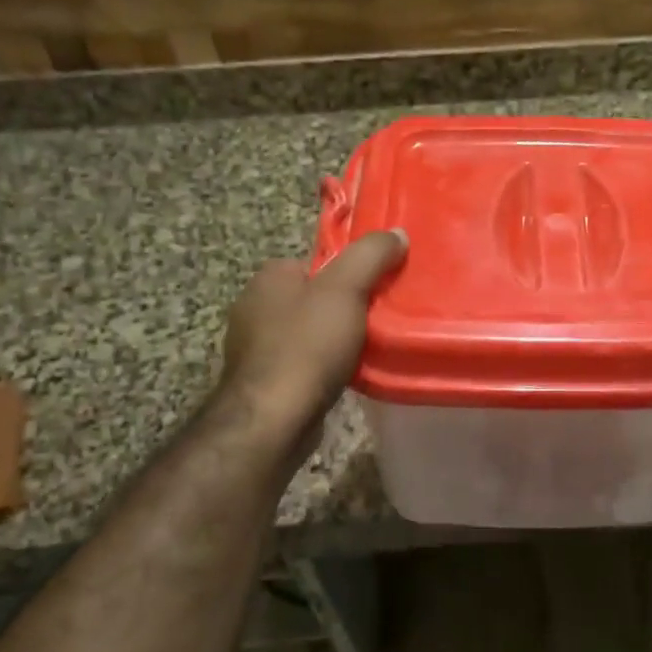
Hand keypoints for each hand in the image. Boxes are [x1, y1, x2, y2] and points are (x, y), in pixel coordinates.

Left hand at [219, 229, 406, 436]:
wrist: (273, 418)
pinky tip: (343, 377)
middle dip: (344, 309)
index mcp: (269, 277)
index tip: (377, 291)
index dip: (350, 275)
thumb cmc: (307, 346)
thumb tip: (397, 233)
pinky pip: (302, 363)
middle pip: (315, 298)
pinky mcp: (262, 380)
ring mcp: (254, 346)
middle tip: (379, 322)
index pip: (318, 263)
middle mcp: (254, 306)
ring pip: (309, 332)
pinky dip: (322, 367)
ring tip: (367, 351)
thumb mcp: (346, 289)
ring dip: (334, 341)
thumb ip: (371, 256)